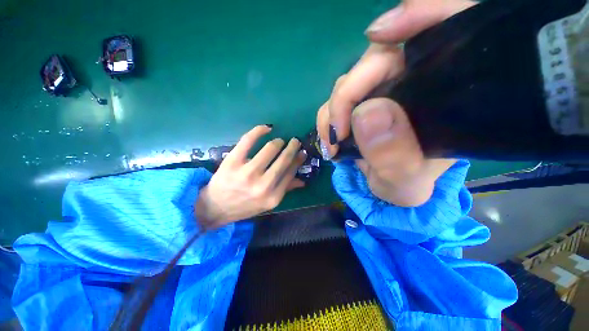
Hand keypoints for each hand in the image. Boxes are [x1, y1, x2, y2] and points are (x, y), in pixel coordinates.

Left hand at [195, 125, 305, 228]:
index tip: (302, 152)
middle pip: (283, 160)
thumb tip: (303, 181)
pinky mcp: (232, 162)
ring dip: (278, 142)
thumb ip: (285, 190)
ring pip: (270, 149)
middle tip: (295, 141)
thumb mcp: (267, 204)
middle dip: (292, 147)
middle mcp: (263, 185)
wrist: (216, 207)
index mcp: (273, 196)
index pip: (291, 172)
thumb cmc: (245, 205)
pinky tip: (266, 128)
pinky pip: (248, 140)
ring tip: (279, 141)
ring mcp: (247, 173)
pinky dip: (259, 130)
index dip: (298, 160)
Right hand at [317, 0, 475, 206]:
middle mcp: (414, 82)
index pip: (446, 32)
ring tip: (333, 142)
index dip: (419, 16)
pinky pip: (336, 98)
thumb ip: (394, 155)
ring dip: (333, 110)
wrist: (390, 186)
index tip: (381, 35)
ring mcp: (383, 90)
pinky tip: (331, 138)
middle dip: (347, 94)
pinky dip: (327, 117)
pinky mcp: (361, 102)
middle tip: (338, 132)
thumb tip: (366, 113)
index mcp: (443, 94)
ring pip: (349, 80)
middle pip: (376, 60)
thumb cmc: (407, 185)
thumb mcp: (405, 182)